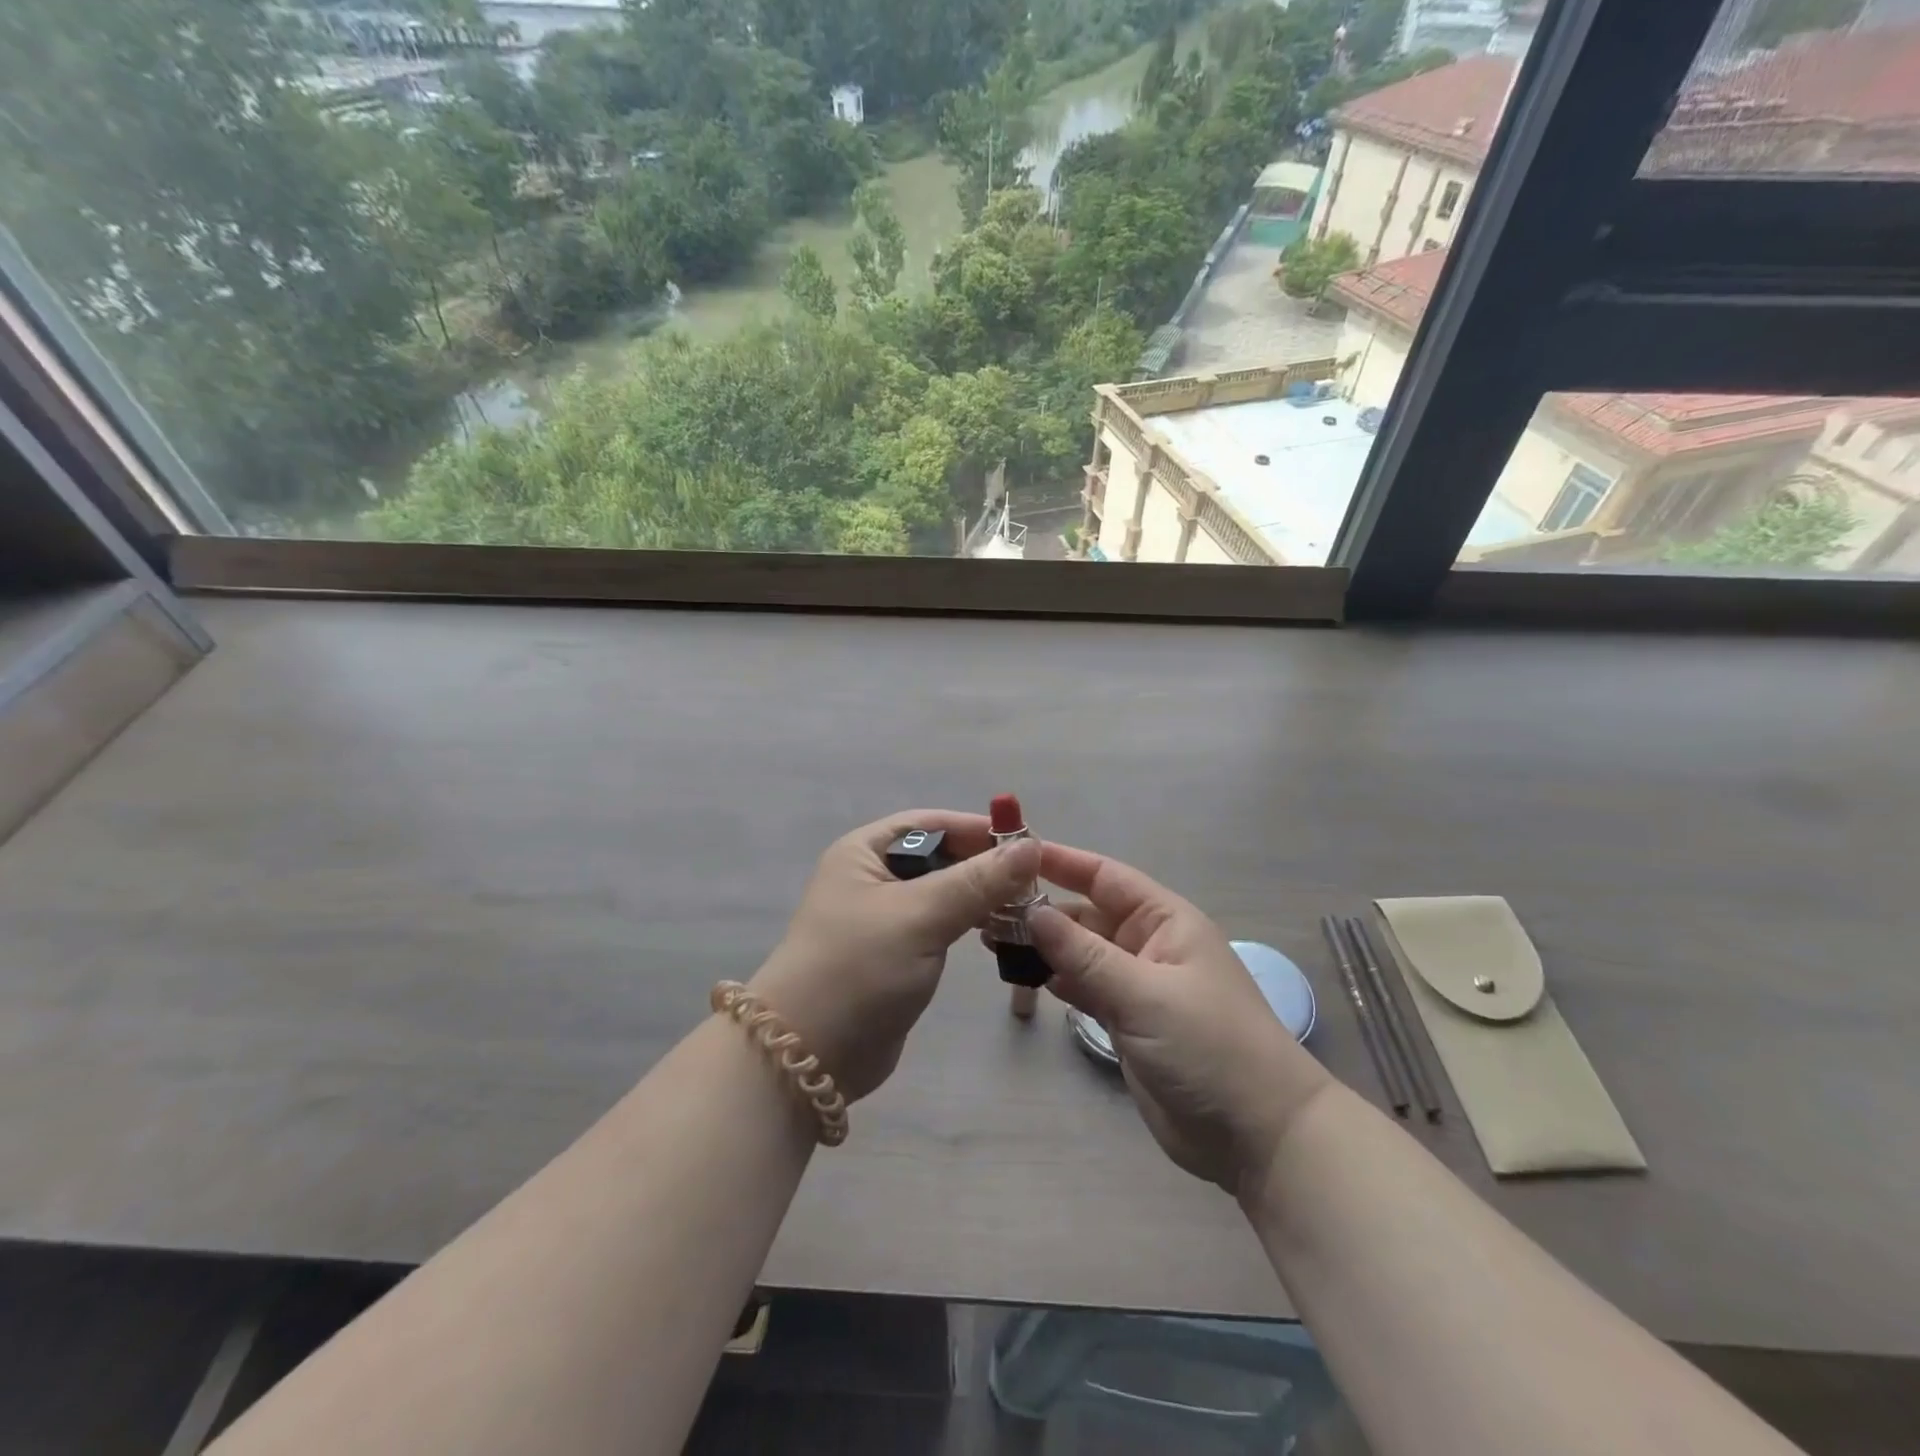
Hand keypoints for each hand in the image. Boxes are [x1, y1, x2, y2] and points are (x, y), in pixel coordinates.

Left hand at [749, 810, 1041, 1102]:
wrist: (808, 1057)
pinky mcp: (896, 955)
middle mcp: (872, 877)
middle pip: (940, 856)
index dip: (977, 829)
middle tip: (1034, 881)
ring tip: (1026, 908)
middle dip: (984, 865)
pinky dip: (969, 925)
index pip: (931, 823)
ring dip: (981, 897)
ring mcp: (884, 919)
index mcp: (865, 852)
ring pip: (944, 893)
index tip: (1027, 843)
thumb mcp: (919, 916)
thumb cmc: (857, 968)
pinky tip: (1000, 933)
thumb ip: (977, 881)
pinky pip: (941, 927)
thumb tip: (1030, 846)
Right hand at [1027, 842, 1333, 1197]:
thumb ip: (1085, 954)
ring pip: (1081, 953)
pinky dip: (1058, 981)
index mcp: (1165, 921)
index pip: (1105, 877)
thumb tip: (1032, 911)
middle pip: (1087, 915)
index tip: (1013, 855)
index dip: (1061, 862)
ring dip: (1044, 947)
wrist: (1258, 1135)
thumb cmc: (1209, 1047)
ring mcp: (1138, 985)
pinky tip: (1026, 977)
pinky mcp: (1129, 1022)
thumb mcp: (1145, 993)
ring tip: (992, 941)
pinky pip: (1085, 988)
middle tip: (986, 910)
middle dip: (1041, 911)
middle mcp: (1149, 944)